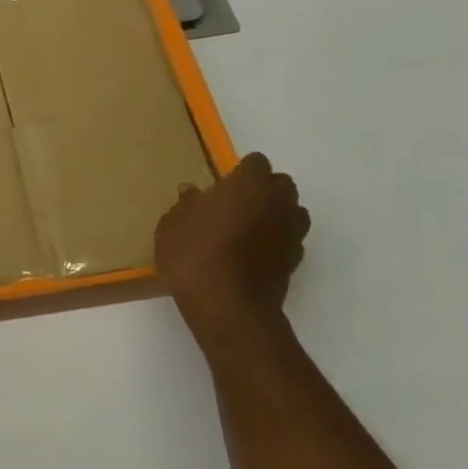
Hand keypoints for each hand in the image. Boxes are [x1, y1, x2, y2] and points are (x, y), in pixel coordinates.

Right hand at [155, 153, 308, 338]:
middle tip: (234, 205)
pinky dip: (276, 240)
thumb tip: (192, 192)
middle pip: (281, 184)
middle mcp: (277, 202)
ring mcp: (291, 231)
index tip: (221, 186)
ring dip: (275, 213)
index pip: (256, 162)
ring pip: (292, 210)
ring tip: (247, 229)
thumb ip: (185, 205)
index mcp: (248, 185)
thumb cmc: (194, 255)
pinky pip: (289, 238)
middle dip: (262, 189)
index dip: (240, 172)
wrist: (227, 306)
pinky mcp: (295, 259)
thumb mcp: (172, 226)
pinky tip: (253, 253)